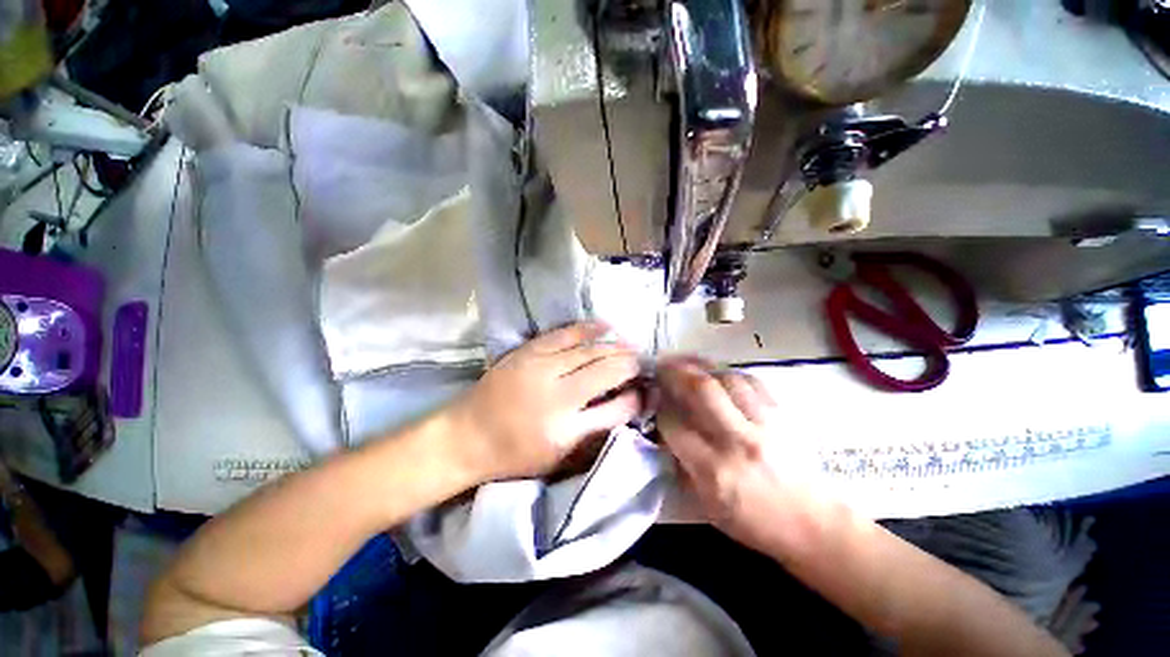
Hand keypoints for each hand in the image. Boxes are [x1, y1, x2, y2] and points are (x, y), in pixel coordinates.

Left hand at [448, 322, 643, 482]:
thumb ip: (594, 433)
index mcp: (565, 431)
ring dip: (615, 346)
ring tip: (631, 345)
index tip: (645, 391)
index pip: (615, 409)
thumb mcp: (558, 459)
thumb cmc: (515, 455)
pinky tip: (605, 325)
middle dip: (629, 365)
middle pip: (605, 372)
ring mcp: (540, 368)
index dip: (636, 399)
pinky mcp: (528, 352)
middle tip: (643, 362)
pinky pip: (564, 334)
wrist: (467, 435)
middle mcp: (556, 396)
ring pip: (589, 351)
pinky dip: (588, 328)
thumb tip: (625, 406)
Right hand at [657, 357, 821, 555]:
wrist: (815, 526)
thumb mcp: (707, 507)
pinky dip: (730, 373)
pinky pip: (753, 381)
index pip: (674, 424)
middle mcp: (737, 440)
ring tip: (687, 364)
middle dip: (676, 372)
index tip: (655, 401)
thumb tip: (666, 435)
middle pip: (701, 389)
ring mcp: (764, 424)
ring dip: (702, 366)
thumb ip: (682, 467)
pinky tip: (719, 374)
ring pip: (727, 378)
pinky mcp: (783, 416)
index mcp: (714, 470)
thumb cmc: (755, 523)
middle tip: (662, 365)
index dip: (660, 408)